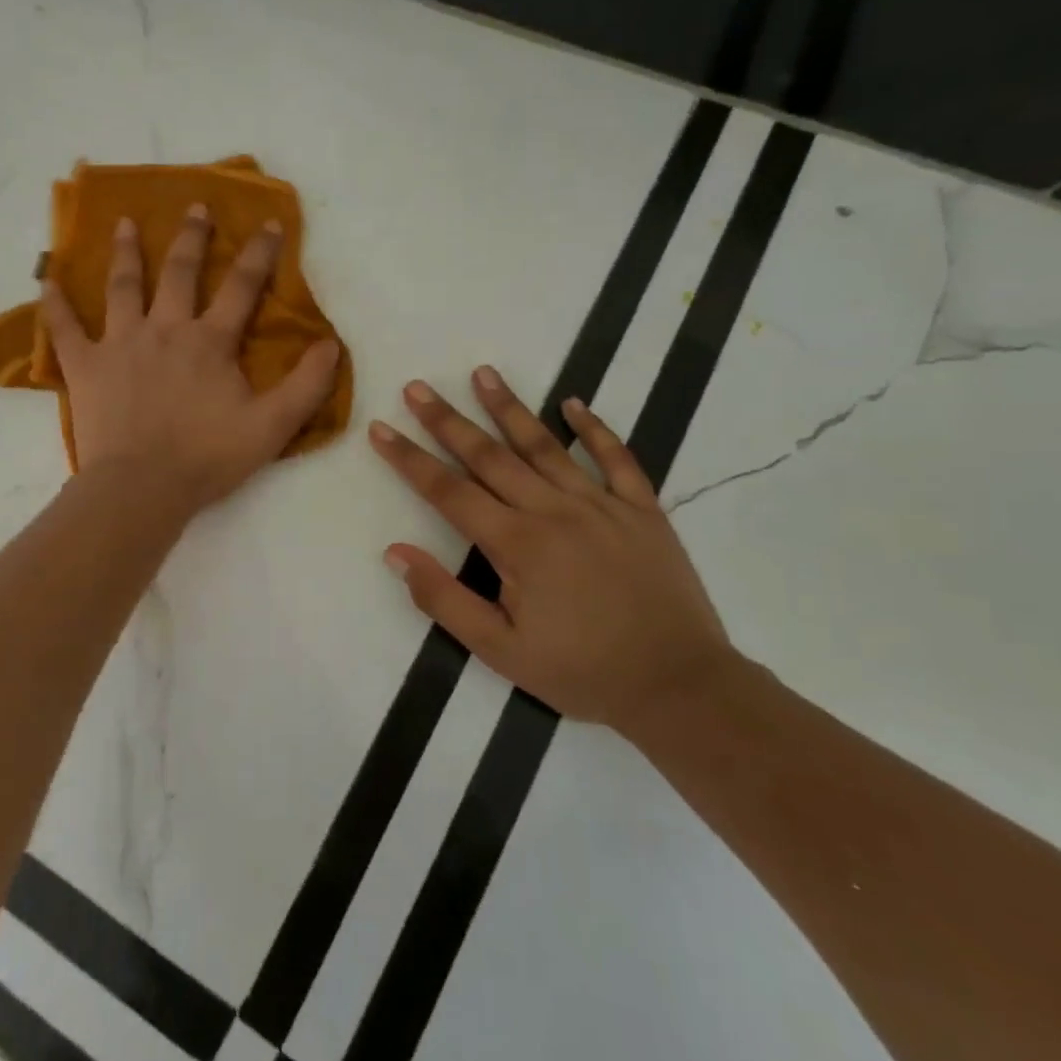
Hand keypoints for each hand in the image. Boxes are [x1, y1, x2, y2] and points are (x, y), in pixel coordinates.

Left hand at [41, 206, 340, 514]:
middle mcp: (165, 329)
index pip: (241, 287)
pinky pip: (65, 328)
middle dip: (192, 237)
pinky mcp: (86, 366)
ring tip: (125, 223)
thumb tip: (331, 344)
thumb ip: (306, 385)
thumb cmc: (207, 458)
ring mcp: (121, 343)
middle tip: (196, 206)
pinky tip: (45, 278)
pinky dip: (54, 302)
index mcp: (210, 341)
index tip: (270, 223)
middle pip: (180, 272)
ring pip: (123, 286)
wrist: (142, 487)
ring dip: (126, 252)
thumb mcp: (272, 426)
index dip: (259, 253)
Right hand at [370, 368, 732, 730]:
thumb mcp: (500, 650)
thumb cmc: (581, 672)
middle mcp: (554, 511)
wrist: (680, 687)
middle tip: (417, 387)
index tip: (380, 429)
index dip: (409, 459)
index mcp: (517, 544)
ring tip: (483, 372)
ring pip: (545, 445)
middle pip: (489, 456)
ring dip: (510, 407)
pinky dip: (596, 429)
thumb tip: (395, 552)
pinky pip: (617, 459)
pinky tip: (574, 403)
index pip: (448, 491)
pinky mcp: (642, 511)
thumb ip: (444, 599)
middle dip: (447, 420)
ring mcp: (602, 505)